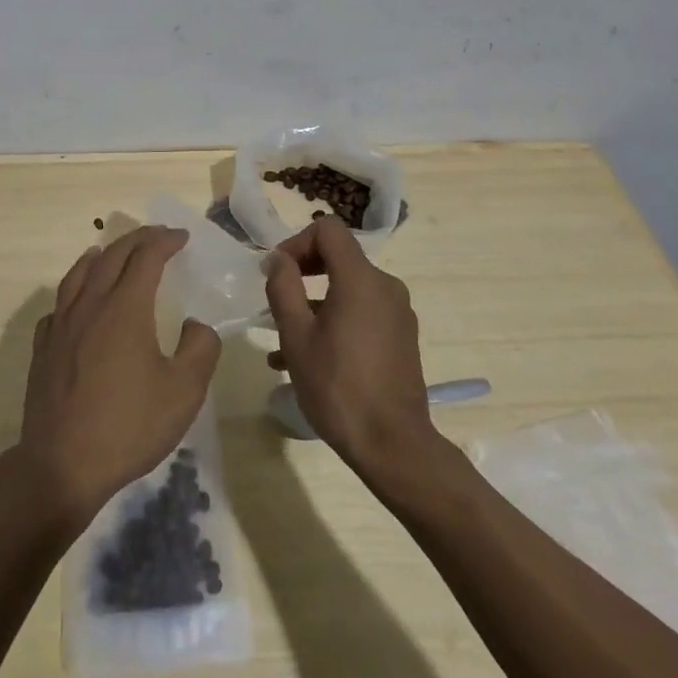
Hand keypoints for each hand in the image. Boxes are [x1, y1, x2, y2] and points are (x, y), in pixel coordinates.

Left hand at [13, 227, 221, 527]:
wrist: (62, 464)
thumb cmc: (128, 426)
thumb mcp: (183, 393)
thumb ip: (200, 349)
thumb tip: (197, 324)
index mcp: (125, 307)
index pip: (146, 257)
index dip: (165, 241)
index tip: (182, 237)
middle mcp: (90, 304)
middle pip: (112, 256)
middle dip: (137, 240)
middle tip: (157, 236)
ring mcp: (61, 324)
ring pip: (79, 274)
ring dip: (99, 256)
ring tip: (108, 251)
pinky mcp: (44, 347)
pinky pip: (59, 305)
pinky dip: (73, 290)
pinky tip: (77, 302)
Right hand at [263, 216, 438, 471]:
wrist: (394, 447)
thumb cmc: (338, 386)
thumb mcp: (296, 335)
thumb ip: (283, 287)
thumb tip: (278, 259)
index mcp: (361, 279)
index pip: (328, 230)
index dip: (296, 242)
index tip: (276, 272)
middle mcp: (385, 287)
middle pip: (339, 257)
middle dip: (302, 273)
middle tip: (275, 299)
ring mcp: (398, 314)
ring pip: (347, 290)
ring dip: (314, 303)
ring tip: (281, 339)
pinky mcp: (402, 338)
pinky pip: (362, 313)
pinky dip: (334, 321)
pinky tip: (307, 357)